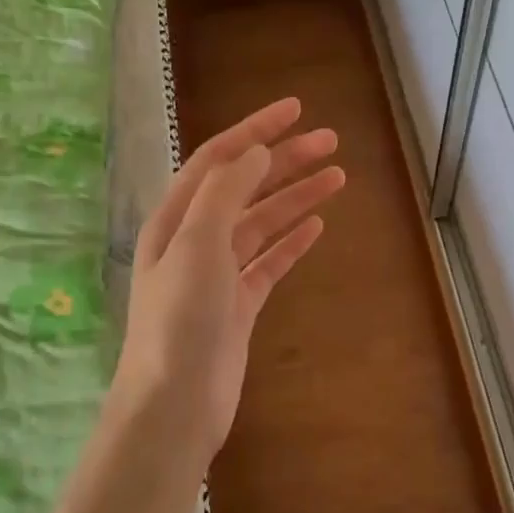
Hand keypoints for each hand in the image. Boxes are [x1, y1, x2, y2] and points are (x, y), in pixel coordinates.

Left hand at [107, 97, 343, 475]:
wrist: (176, 402)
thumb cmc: (180, 319)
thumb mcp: (197, 244)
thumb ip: (225, 193)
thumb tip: (257, 152)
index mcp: (176, 218)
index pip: (219, 160)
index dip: (255, 131)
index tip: (296, 110)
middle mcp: (195, 240)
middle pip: (246, 187)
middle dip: (285, 161)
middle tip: (331, 142)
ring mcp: (218, 274)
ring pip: (262, 223)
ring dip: (296, 198)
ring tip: (337, 178)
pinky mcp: (239, 305)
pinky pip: (269, 261)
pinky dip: (292, 242)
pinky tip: (316, 226)